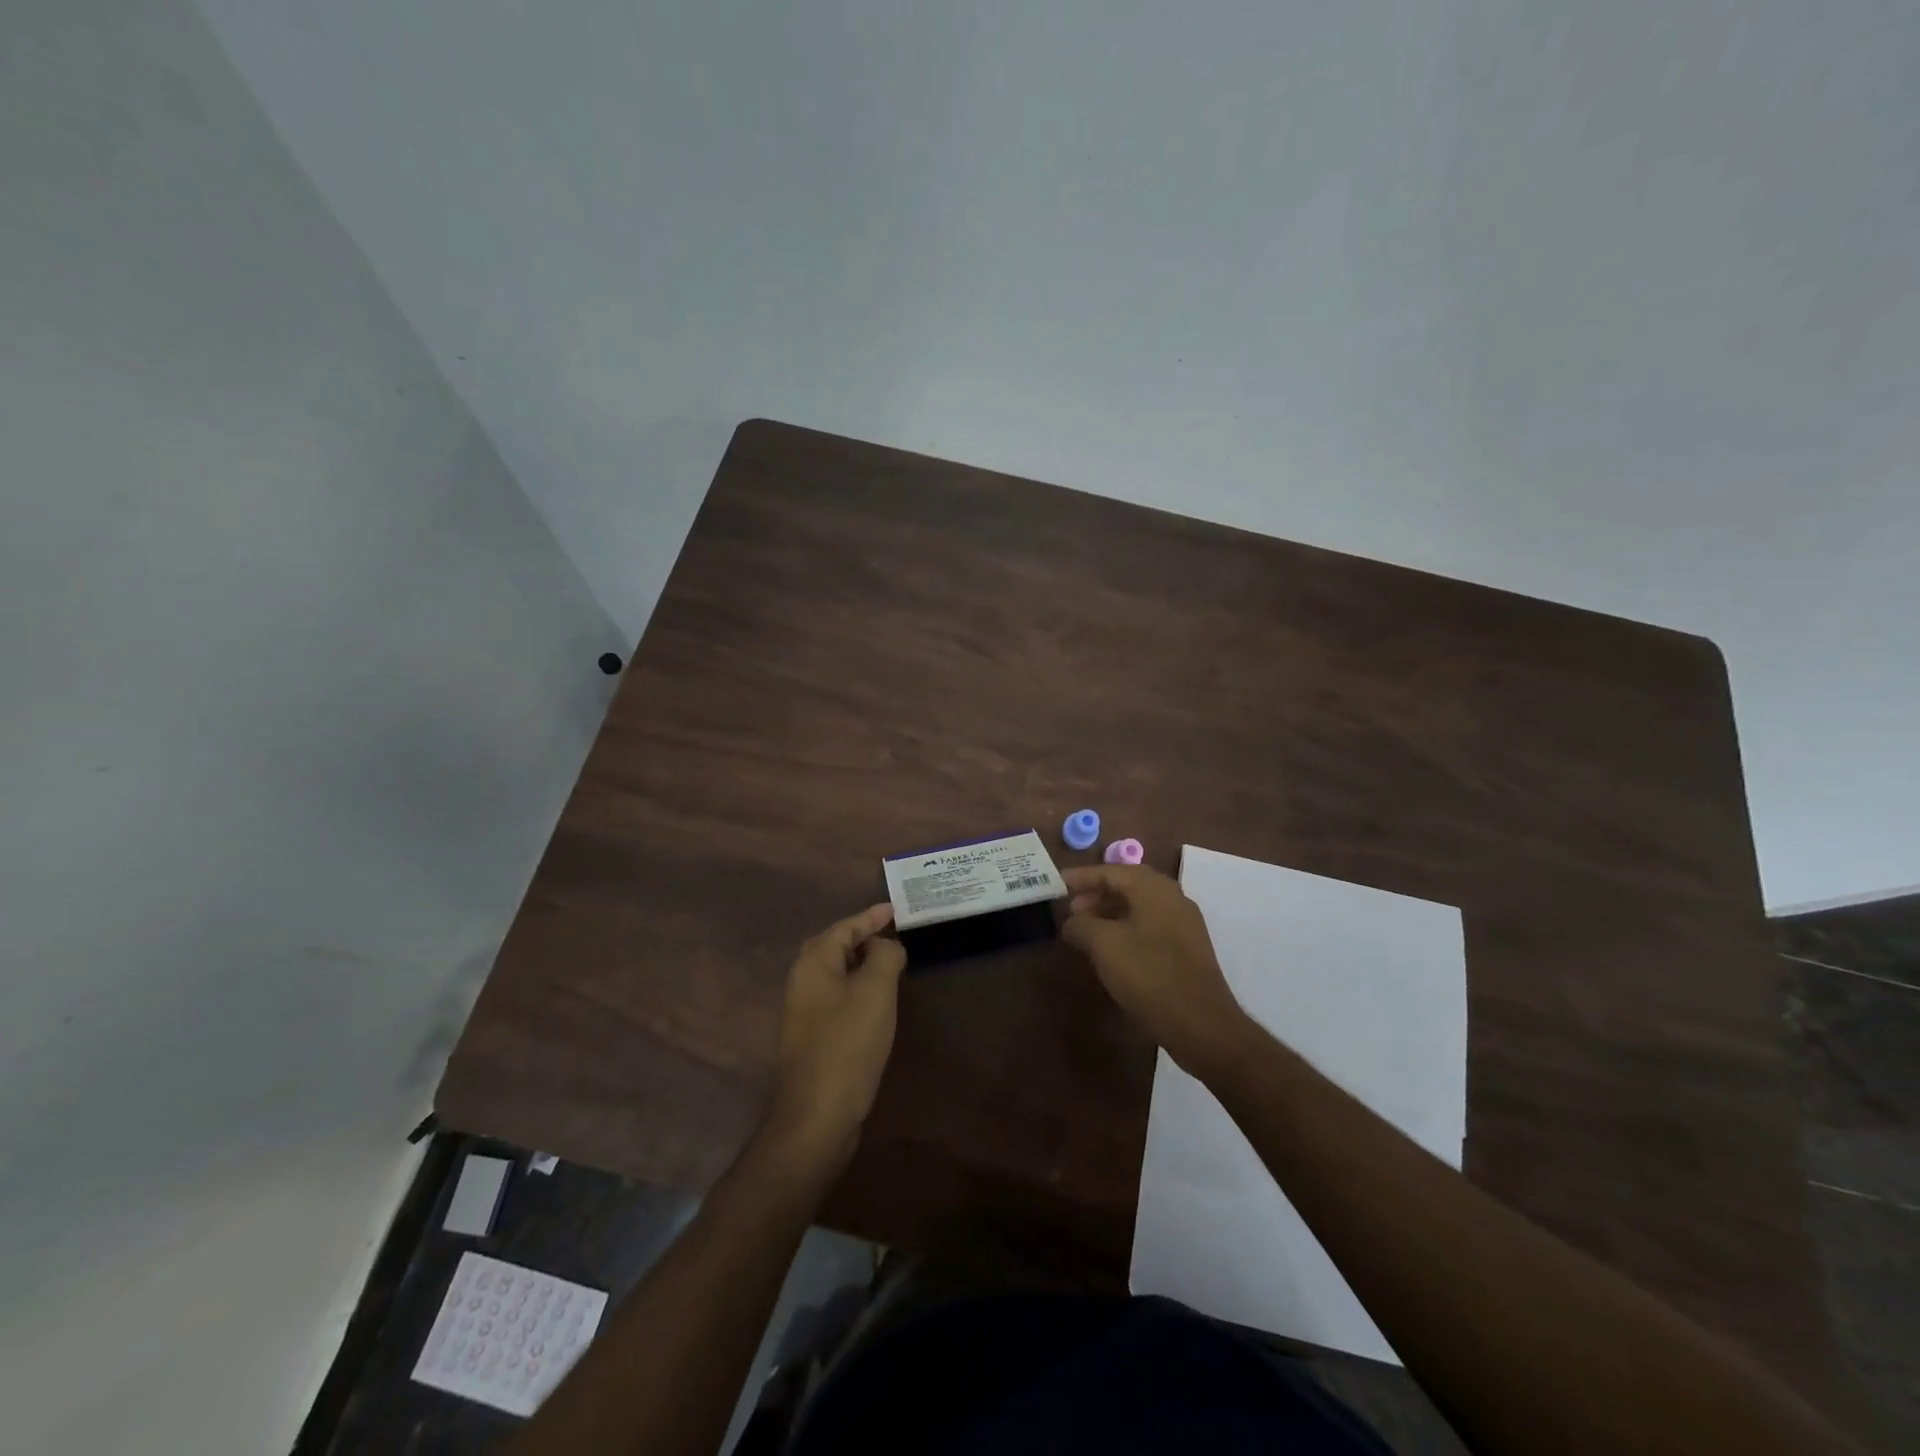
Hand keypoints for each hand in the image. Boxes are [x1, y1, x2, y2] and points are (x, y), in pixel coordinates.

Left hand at [764, 904, 905, 1171]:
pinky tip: (877, 997)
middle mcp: (802, 981)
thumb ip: (884, 956)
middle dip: (863, 935)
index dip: (871, 916)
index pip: (844, 927)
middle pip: (834, 946)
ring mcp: (805, 1010)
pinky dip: (858, 986)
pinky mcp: (813, 1035)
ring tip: (891, 958)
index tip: (896, 909)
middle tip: (893, 930)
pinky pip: (838, 995)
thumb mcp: (875, 991)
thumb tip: (887, 945)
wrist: (818, 1114)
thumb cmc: (848, 1043)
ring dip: (861, 962)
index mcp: (813, 963)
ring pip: (836, 972)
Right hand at [1061, 864, 1250, 1071]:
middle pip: (1128, 885)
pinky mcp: (1188, 949)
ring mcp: (1184, 924)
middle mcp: (1173, 898)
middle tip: (1072, 908)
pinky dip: (1127, 928)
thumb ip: (1081, 924)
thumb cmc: (1148, 974)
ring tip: (1086, 930)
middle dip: (1097, 893)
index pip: (1111, 871)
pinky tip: (1112, 949)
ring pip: (1140, 906)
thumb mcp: (1103, 945)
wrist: (1200, 1024)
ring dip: (1111, 912)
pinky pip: (1151, 925)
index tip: (1057, 882)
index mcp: (1154, 889)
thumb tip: (1072, 922)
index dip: (1081, 876)